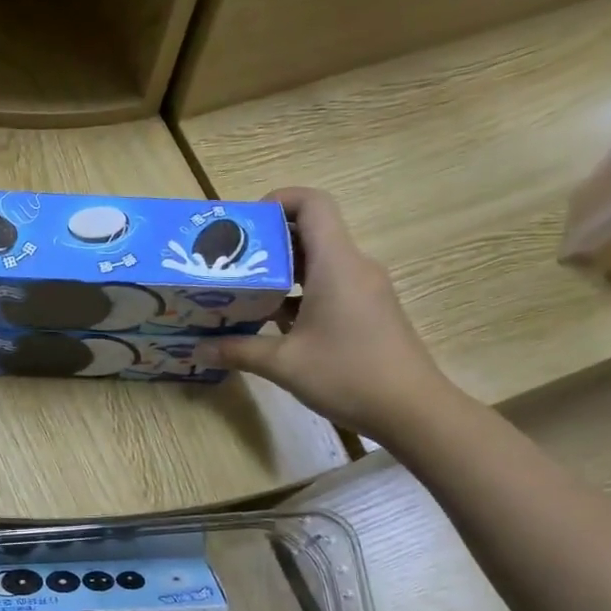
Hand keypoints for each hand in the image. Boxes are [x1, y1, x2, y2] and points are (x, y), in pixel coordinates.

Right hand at [207, 187, 454, 441]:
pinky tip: (272, 321)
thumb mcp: (283, 364)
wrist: (412, 410)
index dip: (278, 200)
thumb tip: (198, 349)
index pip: (312, 204)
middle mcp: (354, 267)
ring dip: (282, 270)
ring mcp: (364, 289)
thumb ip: (238, 350)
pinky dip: (300, 293)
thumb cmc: (348, 375)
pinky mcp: (368, 311)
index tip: (245, 225)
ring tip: (244, 289)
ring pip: (319, 262)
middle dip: (269, 241)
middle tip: (231, 261)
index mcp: (336, 264)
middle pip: (311, 231)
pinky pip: (330, 285)